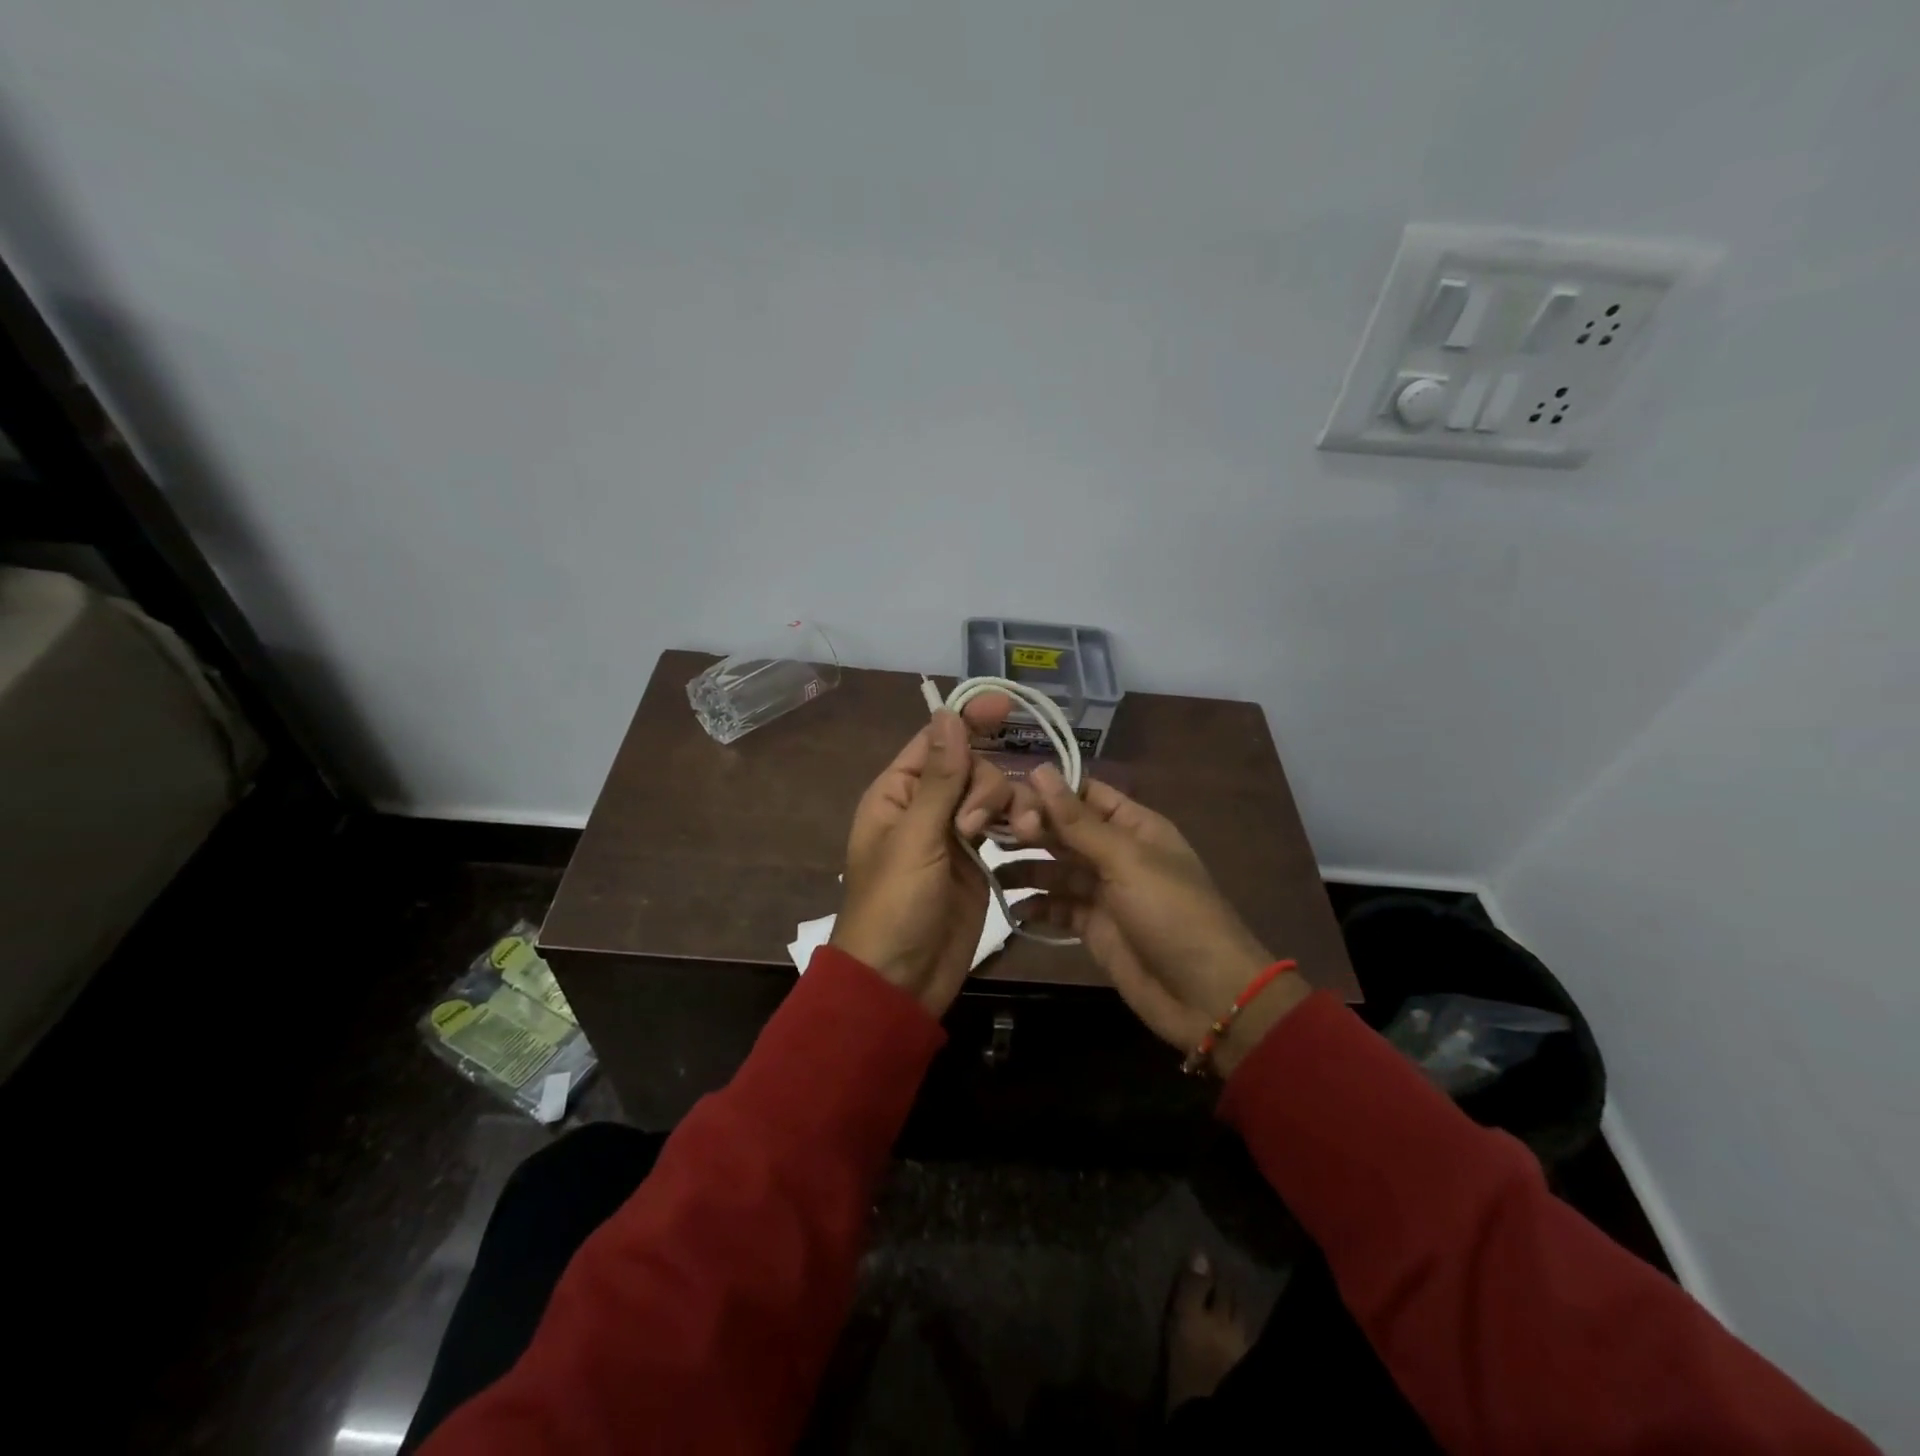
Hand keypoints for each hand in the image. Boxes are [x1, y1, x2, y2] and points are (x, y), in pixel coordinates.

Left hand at [831, 704, 1032, 1015]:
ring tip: (1016, 836)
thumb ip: (939, 778)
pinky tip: (1027, 837)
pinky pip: (1000, 828)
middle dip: (985, 786)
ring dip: (1006, 807)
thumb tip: (948, 715)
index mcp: (897, 793)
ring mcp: (952, 835)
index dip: (968, 719)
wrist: (900, 981)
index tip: (1005, 703)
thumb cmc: (894, 906)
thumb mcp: (915, 839)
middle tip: (973, 826)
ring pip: (990, 797)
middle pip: (970, 767)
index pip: (935, 741)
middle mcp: (925, 807)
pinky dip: (1015, 827)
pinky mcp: (976, 862)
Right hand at [1008, 766, 1309, 1074]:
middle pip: (1065, 830)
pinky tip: (1011, 907)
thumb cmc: (1172, 914)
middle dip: (1029, 828)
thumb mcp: (1126, 860)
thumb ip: (1078, 821)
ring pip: (1055, 869)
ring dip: (1025, 867)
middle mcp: (1116, 852)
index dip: (1047, 790)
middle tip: (984, 829)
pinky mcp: (1093, 927)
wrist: (1205, 996)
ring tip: (989, 867)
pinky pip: (1057, 907)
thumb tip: (1040, 769)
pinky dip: (1036, 906)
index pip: (1084, 794)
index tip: (1002, 790)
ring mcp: (1104, 891)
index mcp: (1134, 826)